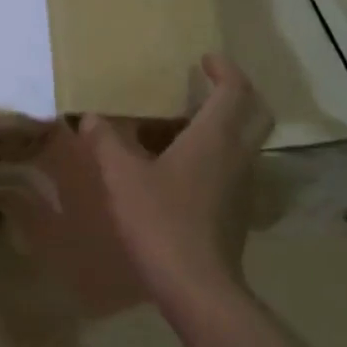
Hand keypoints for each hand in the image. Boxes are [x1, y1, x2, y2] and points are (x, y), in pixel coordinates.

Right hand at [77, 55, 270, 301]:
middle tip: (208, 87)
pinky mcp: (236, 213)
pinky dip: (213, 156)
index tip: (205, 60)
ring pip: (242, 143)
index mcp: (215, 138)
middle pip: (255, 114)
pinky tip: (178, 169)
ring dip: (221, 126)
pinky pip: (231, 169)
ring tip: (180, 127)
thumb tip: (91, 118)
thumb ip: (106, 143)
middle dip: (237, 94)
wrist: (197, 286)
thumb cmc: (161, 220)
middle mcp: (238, 157)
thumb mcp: (122, 177)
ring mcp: (242, 187)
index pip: (236, 91)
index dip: (224, 70)